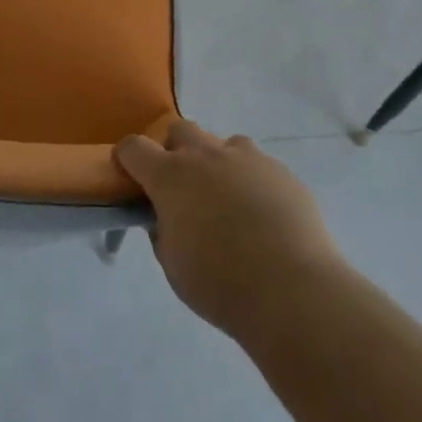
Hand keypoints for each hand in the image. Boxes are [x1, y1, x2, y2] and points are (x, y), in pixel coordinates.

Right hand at [116, 120, 341, 339]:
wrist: (292, 291)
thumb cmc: (220, 284)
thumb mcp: (172, 264)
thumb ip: (162, 230)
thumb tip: (165, 216)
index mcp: (170, 176)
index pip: (134, 147)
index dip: (128, 158)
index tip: (131, 176)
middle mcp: (205, 155)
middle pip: (180, 130)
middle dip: (175, 151)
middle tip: (183, 187)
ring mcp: (247, 158)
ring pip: (223, 144)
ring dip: (217, 163)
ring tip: (228, 200)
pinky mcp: (281, 171)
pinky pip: (258, 165)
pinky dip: (252, 182)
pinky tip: (263, 215)